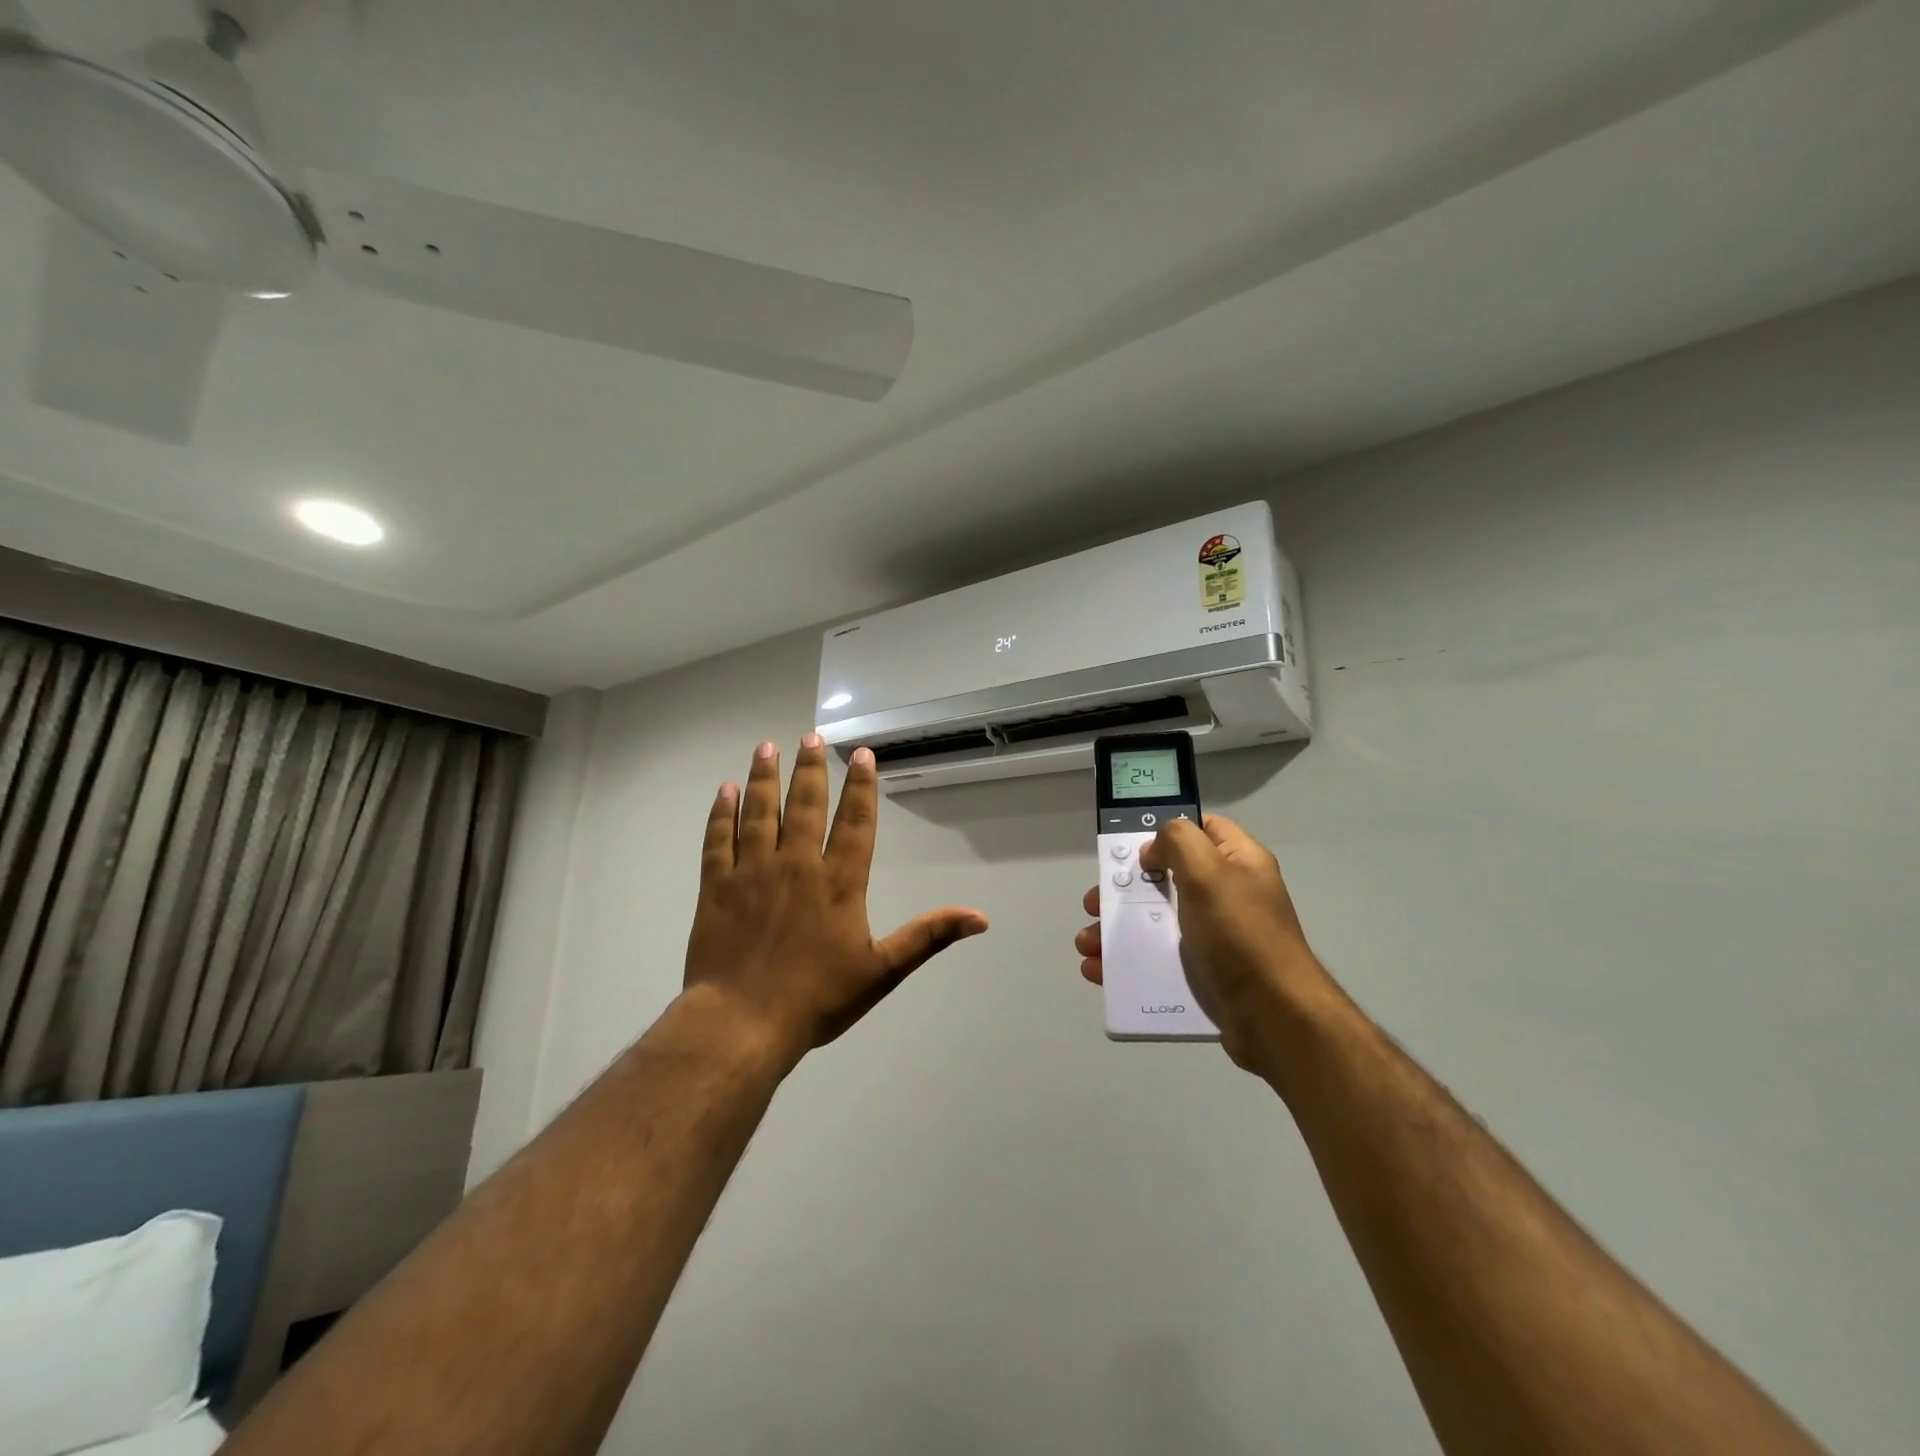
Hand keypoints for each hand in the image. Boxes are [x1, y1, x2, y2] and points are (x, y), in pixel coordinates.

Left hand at [685, 736, 988, 1064]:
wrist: (742, 1023)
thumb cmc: (817, 999)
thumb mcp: (882, 971)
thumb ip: (928, 936)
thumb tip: (981, 918)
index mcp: (839, 883)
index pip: (856, 823)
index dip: (861, 787)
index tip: (862, 755)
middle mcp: (797, 865)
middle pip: (805, 805)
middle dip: (810, 768)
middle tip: (811, 736)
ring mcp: (752, 871)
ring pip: (760, 811)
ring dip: (764, 777)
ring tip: (767, 746)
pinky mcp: (717, 886)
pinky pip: (718, 839)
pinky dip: (722, 812)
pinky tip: (724, 790)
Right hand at [1075, 814, 1332, 1072]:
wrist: (1275, 1018)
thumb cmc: (1241, 935)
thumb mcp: (1210, 872)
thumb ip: (1178, 842)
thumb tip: (1154, 849)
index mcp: (1238, 863)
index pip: (1202, 829)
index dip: (1165, 832)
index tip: (1130, 848)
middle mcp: (1227, 895)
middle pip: (1166, 877)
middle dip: (1124, 888)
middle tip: (1095, 901)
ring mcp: (1214, 937)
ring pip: (1155, 921)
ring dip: (1117, 929)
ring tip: (1087, 943)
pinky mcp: (1202, 973)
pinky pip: (1156, 959)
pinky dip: (1126, 962)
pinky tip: (1098, 969)